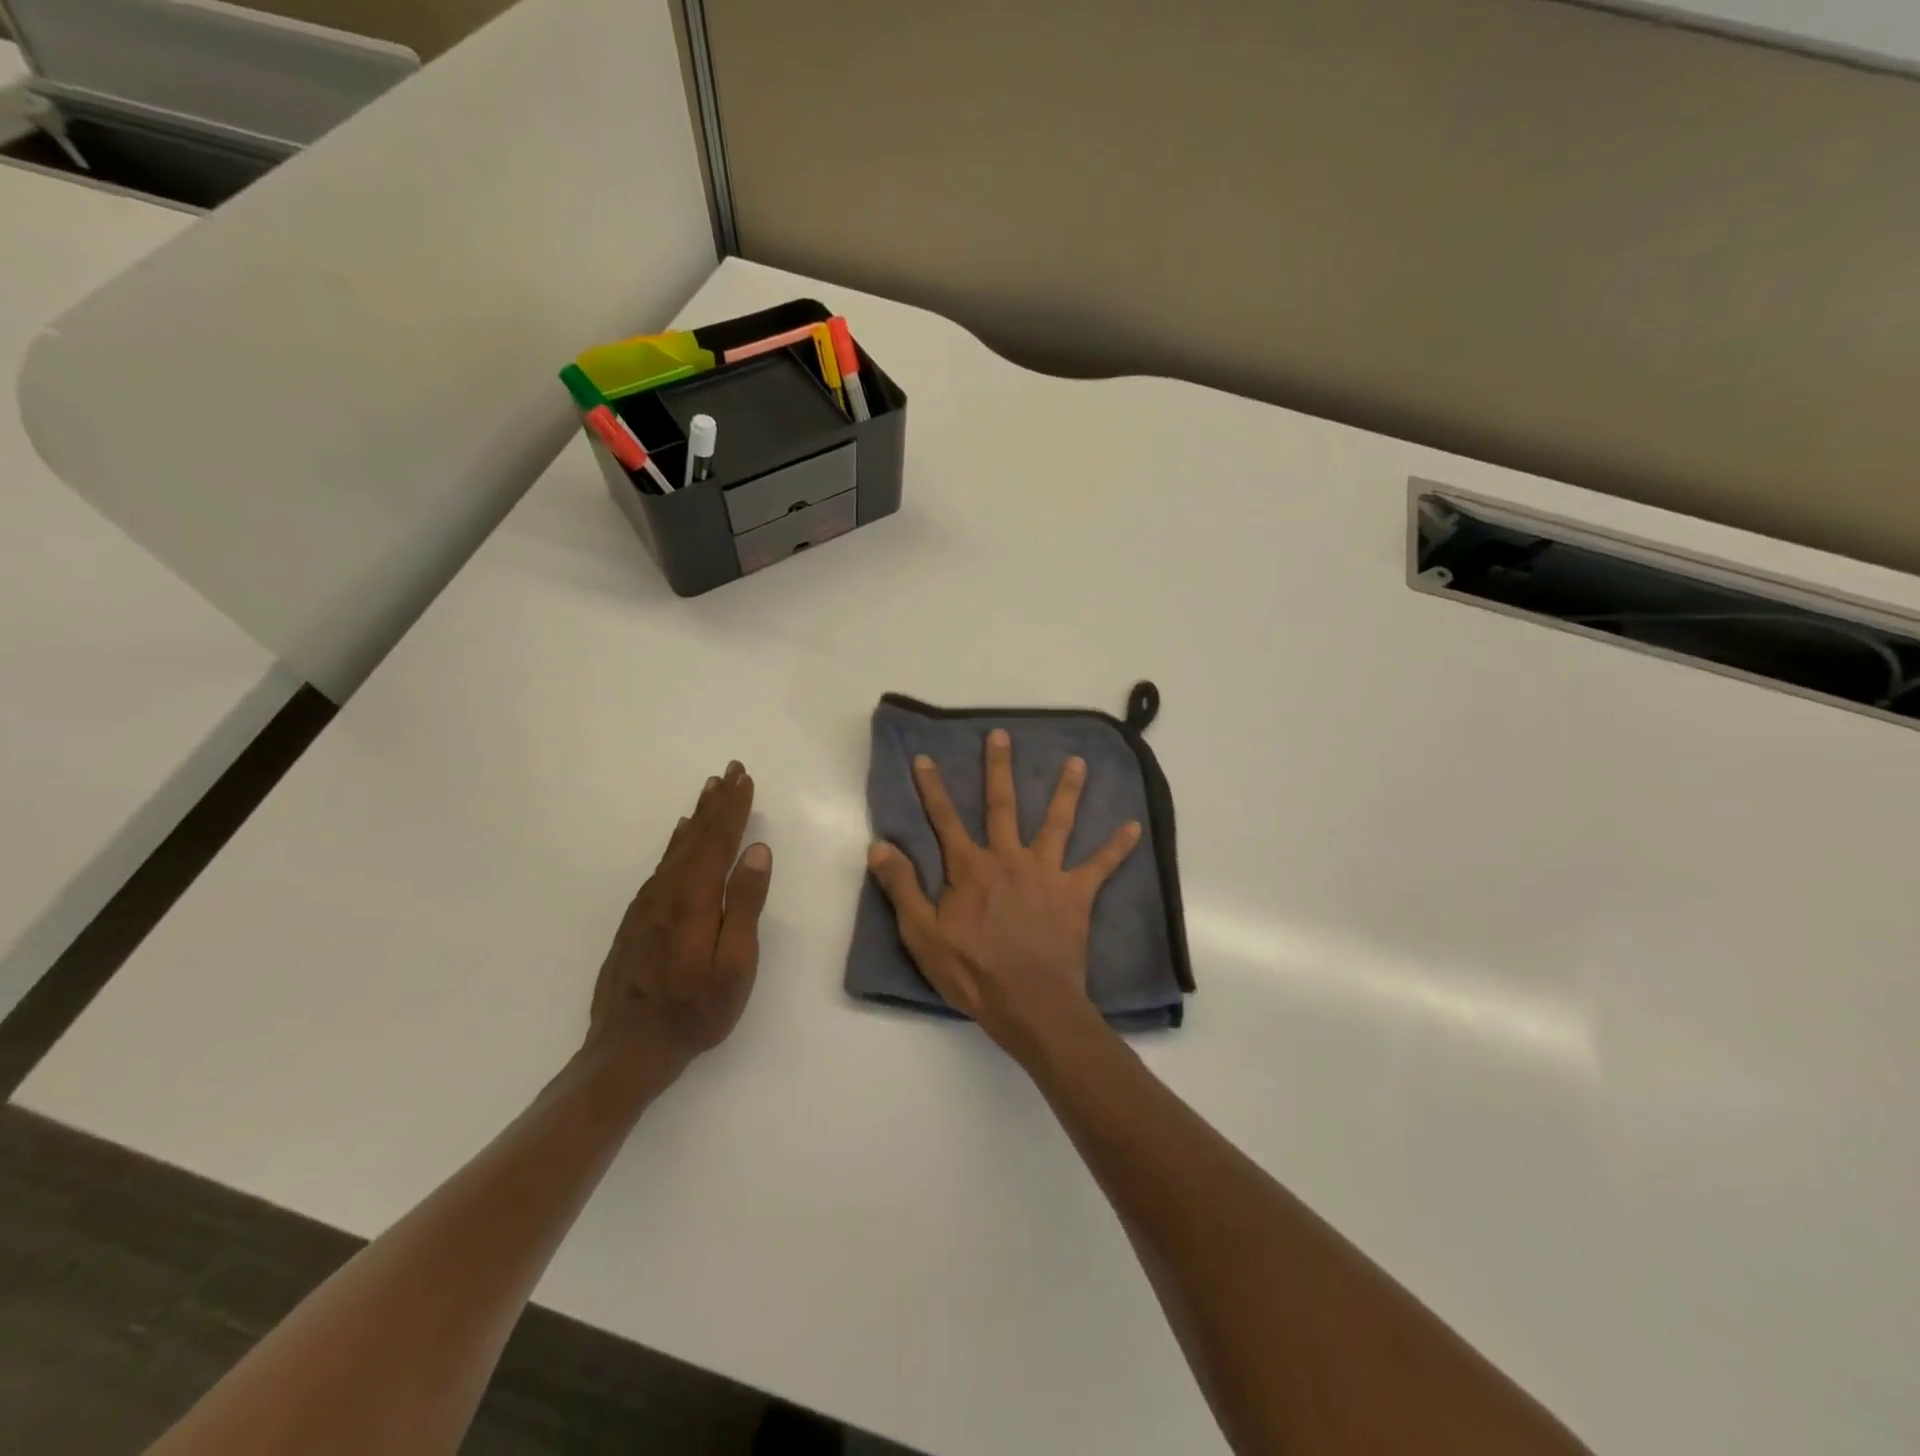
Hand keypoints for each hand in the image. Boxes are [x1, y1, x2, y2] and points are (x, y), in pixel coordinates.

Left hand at [587, 762, 772, 1080]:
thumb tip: (757, 851)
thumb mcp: (735, 963)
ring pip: (677, 848)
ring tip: (710, 792)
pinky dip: (677, 842)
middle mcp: (667, 891)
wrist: (628, 1048)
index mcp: (694, 898)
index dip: (733, 808)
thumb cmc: (695, 1010)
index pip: (718, 840)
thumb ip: (745, 904)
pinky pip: (663, 865)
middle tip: (730, 771)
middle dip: (717, 802)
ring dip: (697, 817)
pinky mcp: (638, 918)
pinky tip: (681, 836)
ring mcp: (648, 904)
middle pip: (696, 836)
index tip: (745, 778)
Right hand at [866, 728, 1141, 1062]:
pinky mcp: (1075, 894)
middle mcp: (1008, 858)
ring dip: (1067, 791)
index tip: (925, 758)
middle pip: (1002, 805)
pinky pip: (1100, 866)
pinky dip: (1117, 847)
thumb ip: (901, 887)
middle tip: (1001, 735)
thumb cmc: (972, 972)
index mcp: (970, 868)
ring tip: (1078, 762)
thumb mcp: (922, 934)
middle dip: (999, 769)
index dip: (932, 788)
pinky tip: (1135, 827)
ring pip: (1056, 823)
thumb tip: (879, 845)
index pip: (944, 820)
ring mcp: (1046, 873)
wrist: (1029, 1002)